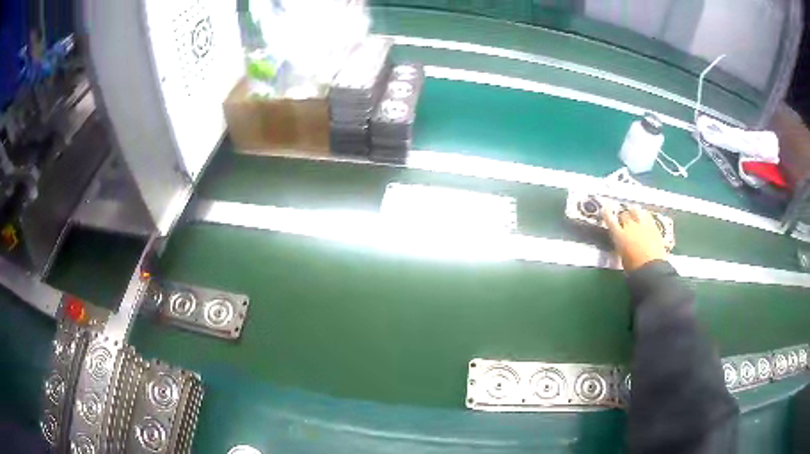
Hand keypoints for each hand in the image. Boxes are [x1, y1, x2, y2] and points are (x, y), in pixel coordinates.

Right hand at [602, 203, 666, 270]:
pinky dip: (643, 215)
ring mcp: (643, 224)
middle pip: (624, 215)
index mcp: (619, 236)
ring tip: (634, 214)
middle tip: (623, 223)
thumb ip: (621, 246)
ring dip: (633, 212)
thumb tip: (621, 242)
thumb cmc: (634, 269)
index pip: (610, 219)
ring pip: (635, 210)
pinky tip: (644, 218)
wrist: (652, 270)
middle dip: (623, 218)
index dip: (607, 213)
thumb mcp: (622, 258)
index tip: (605, 208)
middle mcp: (630, 226)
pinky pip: (647, 215)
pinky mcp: (653, 226)